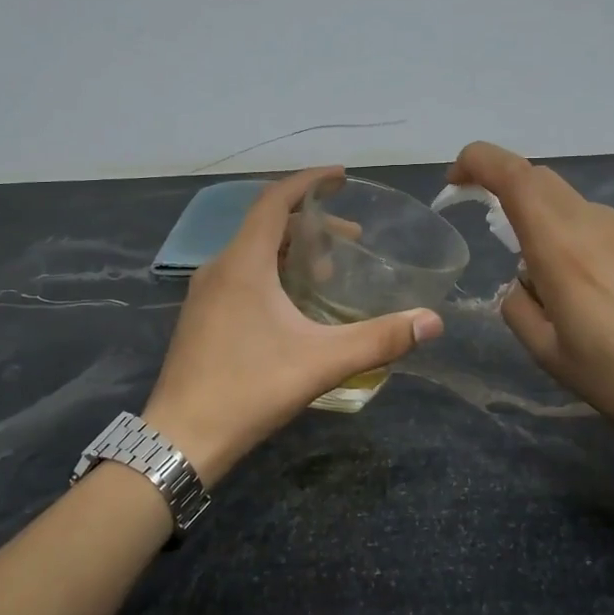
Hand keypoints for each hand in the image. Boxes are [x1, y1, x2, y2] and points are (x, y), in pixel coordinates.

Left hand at [142, 168, 444, 484]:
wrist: (182, 438)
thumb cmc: (249, 389)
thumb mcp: (321, 362)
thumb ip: (378, 339)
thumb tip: (432, 322)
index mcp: (243, 263)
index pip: (274, 201)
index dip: (309, 182)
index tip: (341, 177)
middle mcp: (219, 268)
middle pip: (267, 226)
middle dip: (311, 224)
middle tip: (351, 240)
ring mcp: (204, 294)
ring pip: (252, 253)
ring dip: (291, 251)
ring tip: (329, 273)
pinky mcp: (201, 318)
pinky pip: (241, 275)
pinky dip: (272, 272)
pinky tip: (294, 307)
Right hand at [447, 142, 613, 462]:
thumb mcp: (545, 352)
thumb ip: (517, 303)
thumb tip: (525, 279)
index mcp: (562, 248)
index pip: (514, 176)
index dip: (479, 163)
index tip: (458, 180)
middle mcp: (600, 224)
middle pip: (543, 182)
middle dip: (511, 194)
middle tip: (502, 234)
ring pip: (580, 210)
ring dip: (558, 230)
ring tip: (573, 290)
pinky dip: (595, 245)